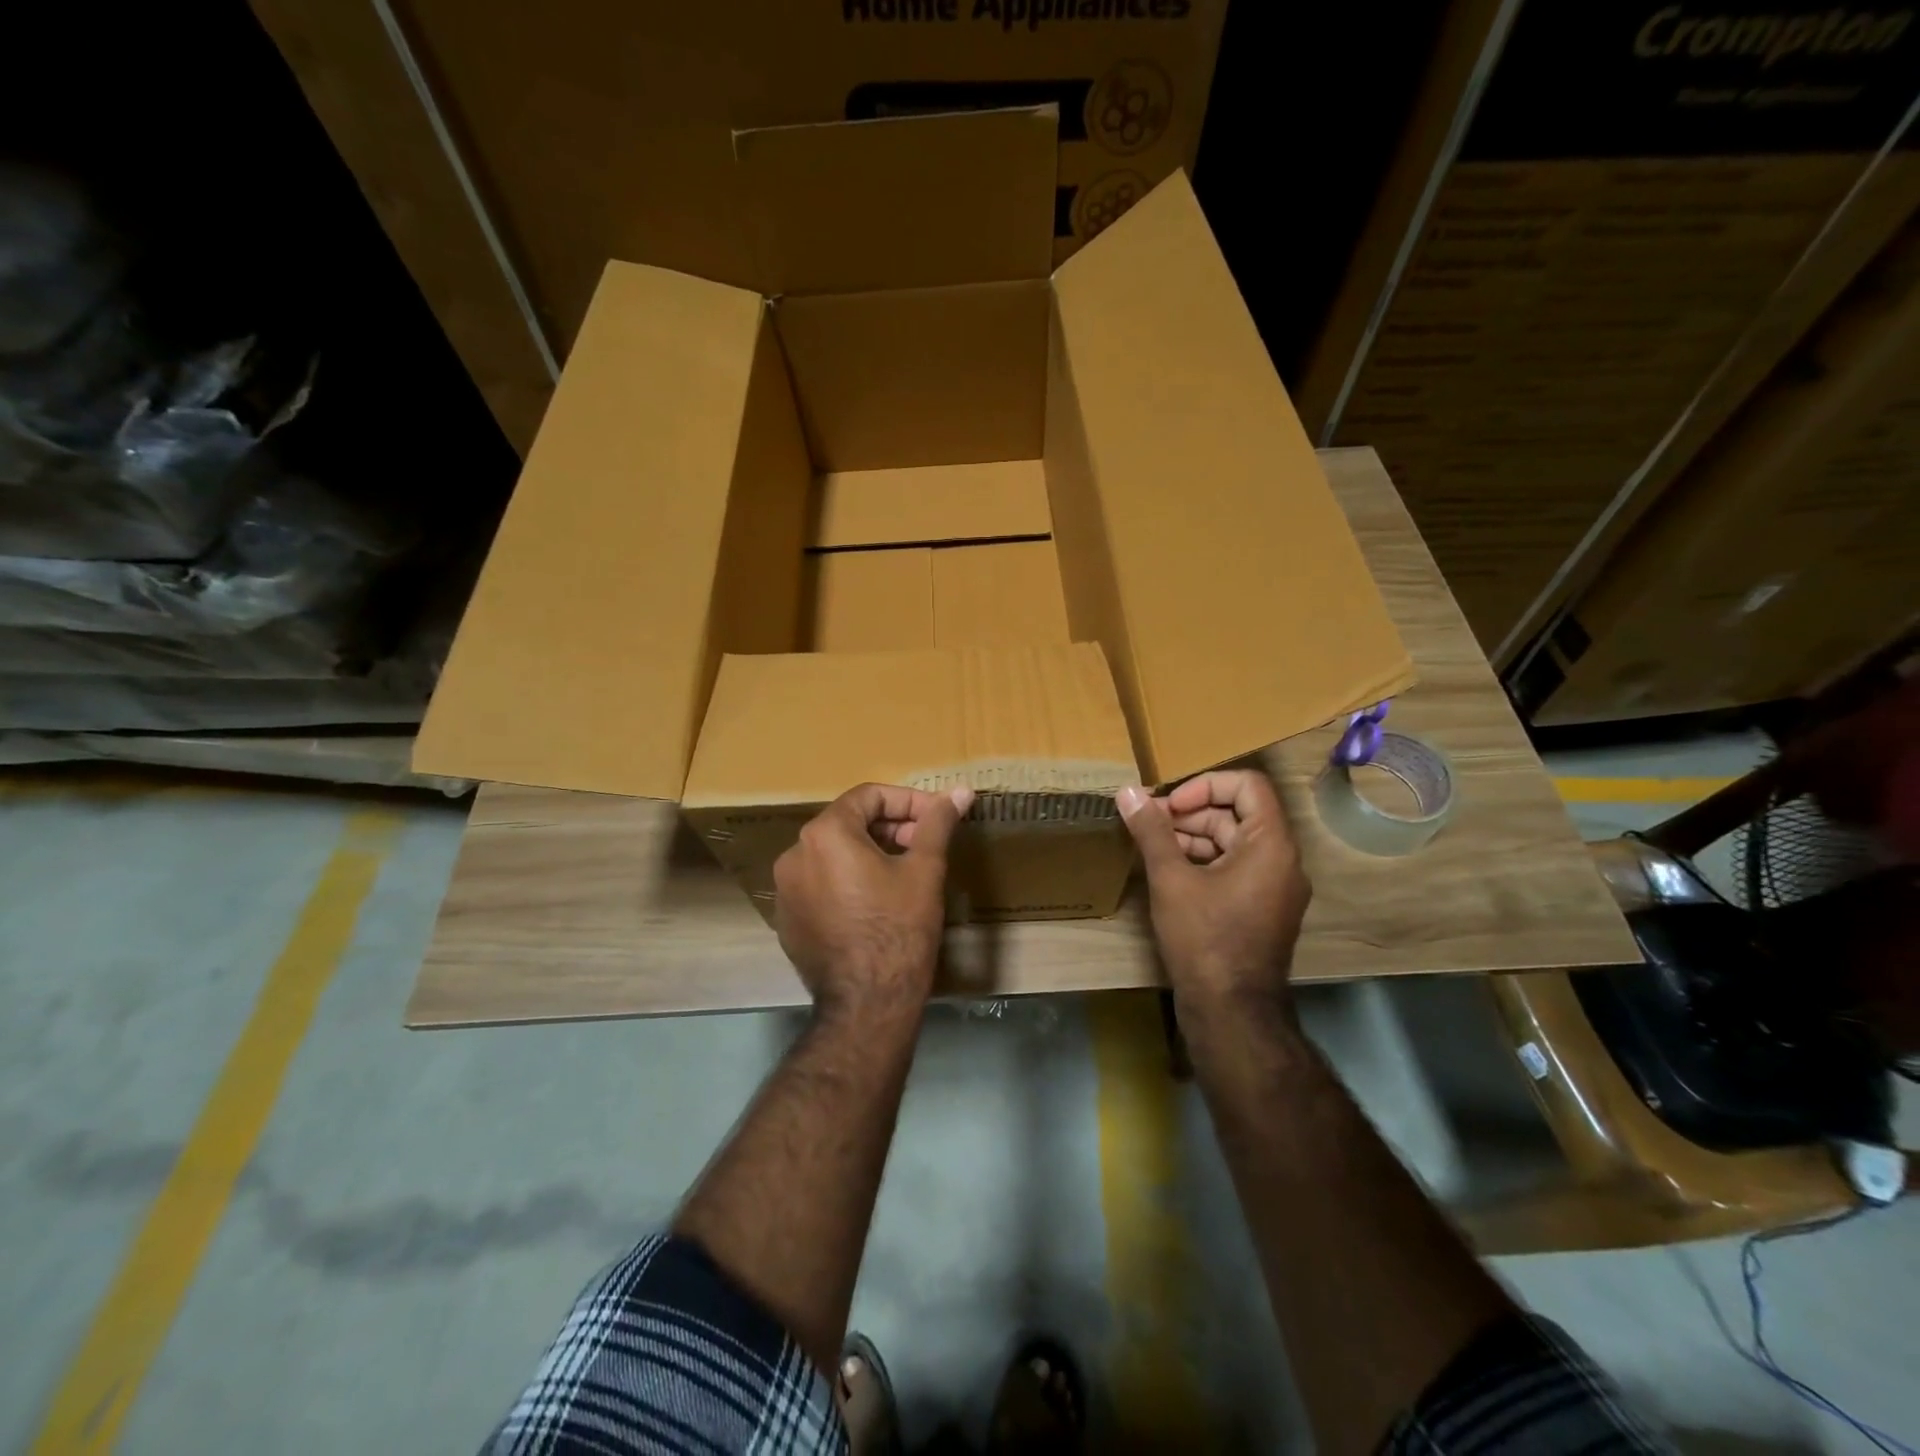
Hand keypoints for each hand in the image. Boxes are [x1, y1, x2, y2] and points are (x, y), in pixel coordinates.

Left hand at [772, 782, 973, 1020]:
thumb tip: (961, 790)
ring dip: (870, 853)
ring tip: (905, 872)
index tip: (938, 818)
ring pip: (834, 854)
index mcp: (824, 834)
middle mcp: (794, 855)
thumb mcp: (924, 870)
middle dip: (891, 827)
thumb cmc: (899, 929)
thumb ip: (938, 823)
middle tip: (925, 845)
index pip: (869, 796)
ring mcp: (786, 891)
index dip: (910, 801)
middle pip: (849, 823)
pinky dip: (849, 881)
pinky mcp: (788, 921)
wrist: (866, 1004)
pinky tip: (877, 903)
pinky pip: (821, 885)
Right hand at [1117, 770, 1310, 1024]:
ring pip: (1234, 841)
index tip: (1169, 805)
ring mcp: (1275, 887)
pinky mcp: (1262, 908)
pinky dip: (1204, 860)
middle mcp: (1282, 860)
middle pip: (1238, 813)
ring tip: (1153, 845)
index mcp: (1271, 844)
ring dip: (1193, 836)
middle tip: (1150, 822)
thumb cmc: (1204, 938)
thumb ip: (1151, 831)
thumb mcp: (1171, 879)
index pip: (1247, 785)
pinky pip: (1236, 867)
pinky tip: (1169, 871)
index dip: (1204, 785)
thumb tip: (1127, 792)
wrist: (1231, 1011)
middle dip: (1191, 812)